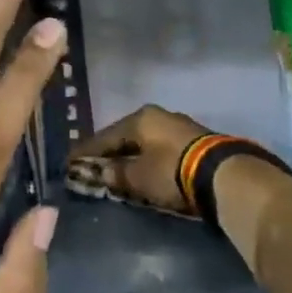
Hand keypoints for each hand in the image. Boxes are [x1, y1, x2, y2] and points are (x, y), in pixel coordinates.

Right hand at [70, 105, 212, 213]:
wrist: (223, 175)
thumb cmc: (171, 171)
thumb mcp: (137, 176)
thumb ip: (116, 173)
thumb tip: (103, 172)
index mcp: (140, 118)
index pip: (104, 136)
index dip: (85, 151)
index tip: (68, 162)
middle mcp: (158, 116)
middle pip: (125, 136)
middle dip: (109, 152)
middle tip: (92, 166)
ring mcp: (179, 126)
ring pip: (144, 142)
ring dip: (130, 156)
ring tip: (117, 170)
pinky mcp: (195, 142)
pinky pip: (160, 150)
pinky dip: (148, 160)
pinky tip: (143, 170)